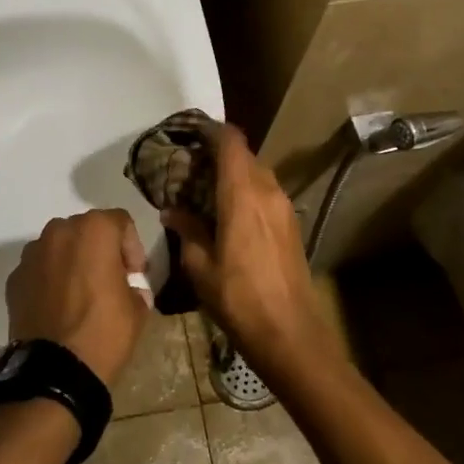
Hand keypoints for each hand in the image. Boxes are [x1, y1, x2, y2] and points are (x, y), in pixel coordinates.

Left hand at [5, 209, 151, 384]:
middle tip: (110, 280)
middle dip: (100, 250)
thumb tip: (129, 288)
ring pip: (59, 247)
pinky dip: (49, 280)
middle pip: (86, 229)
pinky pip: (39, 270)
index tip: (135, 275)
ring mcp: (32, 254)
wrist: (54, 371)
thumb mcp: (137, 309)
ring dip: (72, 262)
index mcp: (94, 230)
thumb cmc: (104, 332)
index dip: (132, 247)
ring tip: (81, 294)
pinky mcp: (14, 278)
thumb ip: (135, 287)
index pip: (120, 222)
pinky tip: (58, 307)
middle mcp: (59, 231)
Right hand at [161, 125, 327, 368]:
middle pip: (244, 155)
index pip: (230, 141)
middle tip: (189, 168)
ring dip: (233, 175)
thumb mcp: (200, 265)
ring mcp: (284, 207)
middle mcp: (268, 191)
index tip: (188, 134)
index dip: (210, 131)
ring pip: (257, 174)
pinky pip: (266, 194)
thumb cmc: (238, 297)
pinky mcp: (291, 225)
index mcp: (243, 193)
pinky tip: (228, 214)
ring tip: (205, 191)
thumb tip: (173, 210)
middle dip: (217, 155)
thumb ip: (187, 230)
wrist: (289, 332)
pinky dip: (246, 192)